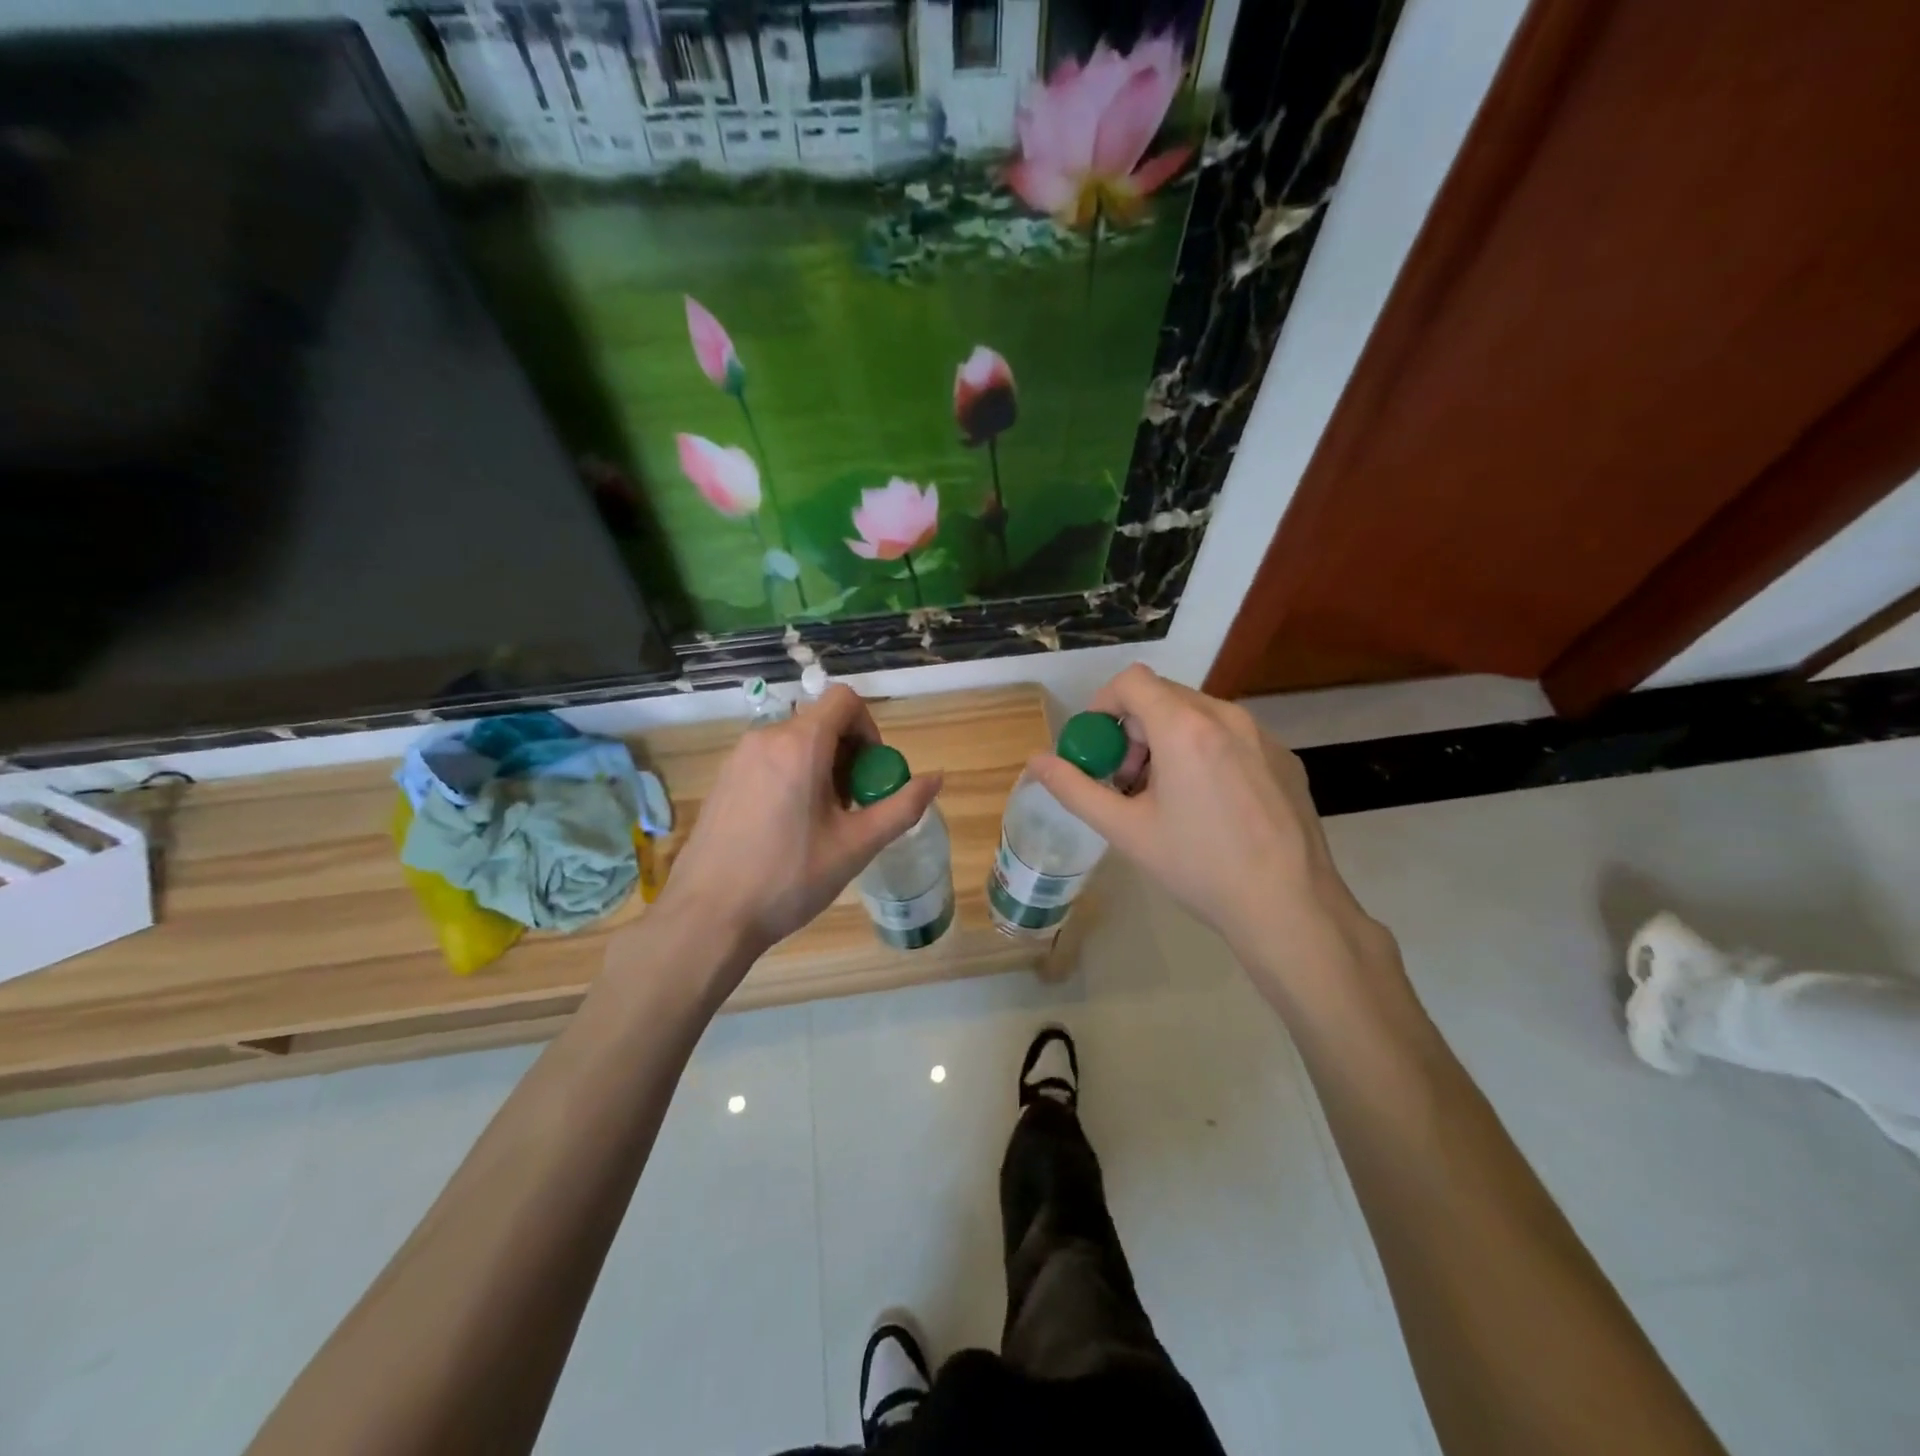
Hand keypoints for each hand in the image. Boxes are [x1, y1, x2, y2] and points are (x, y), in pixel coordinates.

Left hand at [653, 684, 942, 970]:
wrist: (708, 916)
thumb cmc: (789, 878)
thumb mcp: (856, 845)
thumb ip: (902, 807)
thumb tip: (937, 778)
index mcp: (800, 745)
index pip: (844, 700)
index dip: (869, 727)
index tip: (873, 772)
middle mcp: (765, 738)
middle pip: (821, 722)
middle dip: (848, 754)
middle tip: (854, 804)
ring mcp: (738, 758)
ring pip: (795, 742)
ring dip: (821, 767)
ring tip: (824, 820)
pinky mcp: (723, 779)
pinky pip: (770, 759)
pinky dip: (792, 776)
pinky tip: (789, 826)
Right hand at [1025, 665, 1382, 980]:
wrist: (1289, 906)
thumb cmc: (1199, 866)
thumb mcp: (1126, 830)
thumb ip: (1075, 789)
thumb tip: (1035, 762)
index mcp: (1185, 727)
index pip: (1132, 681)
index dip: (1103, 705)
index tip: (1097, 748)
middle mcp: (1226, 716)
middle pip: (1164, 697)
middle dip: (1133, 729)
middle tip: (1127, 781)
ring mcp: (1262, 735)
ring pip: (1198, 715)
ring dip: (1168, 740)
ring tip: (1166, 796)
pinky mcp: (1284, 757)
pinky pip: (1231, 736)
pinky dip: (1205, 752)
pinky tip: (1210, 806)